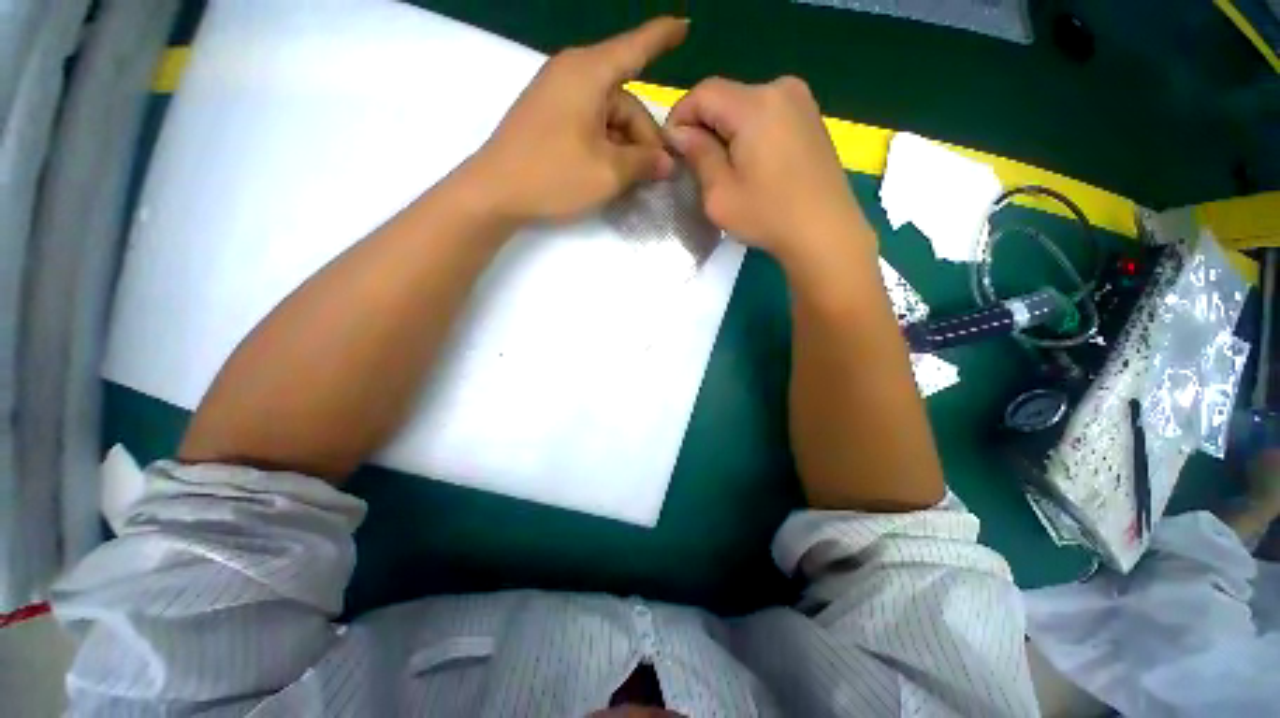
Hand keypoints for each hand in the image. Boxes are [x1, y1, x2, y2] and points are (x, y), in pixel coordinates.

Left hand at [468, 17, 688, 224]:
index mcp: (589, 73)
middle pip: (624, 98)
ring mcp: (558, 94)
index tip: (686, 25)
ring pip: (608, 115)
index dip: (663, 37)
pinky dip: (606, 144)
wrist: (495, 192)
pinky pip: (590, 122)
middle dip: (644, 136)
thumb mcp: (608, 173)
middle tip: (657, 173)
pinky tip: (612, 170)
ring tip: (633, 178)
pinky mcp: (549, 115)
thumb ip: (644, 163)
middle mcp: (573, 74)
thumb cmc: (554, 175)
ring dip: (626, 145)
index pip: (635, 47)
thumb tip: (668, 163)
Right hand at [664, 77, 868, 263]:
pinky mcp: (811, 118)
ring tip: (721, 166)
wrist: (825, 232)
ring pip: (746, 106)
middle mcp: (780, 89)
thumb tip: (679, 133)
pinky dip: (749, 132)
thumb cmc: (768, 216)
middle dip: (703, 125)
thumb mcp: (719, 193)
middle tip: (694, 162)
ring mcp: (801, 102)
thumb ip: (698, 154)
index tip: (671, 148)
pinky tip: (749, 163)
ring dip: (726, 130)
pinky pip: (768, 114)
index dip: (680, 117)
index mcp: (755, 104)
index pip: (703, 92)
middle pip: (726, 97)